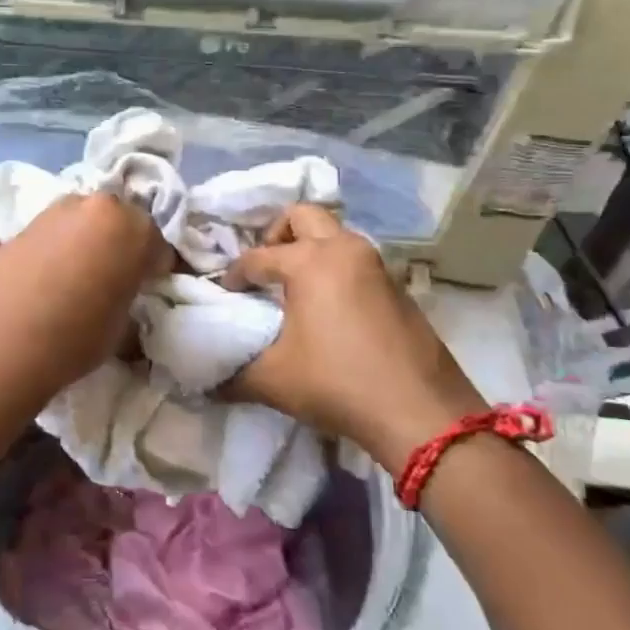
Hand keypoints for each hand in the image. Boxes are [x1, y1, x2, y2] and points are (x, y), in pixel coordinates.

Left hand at [0, 192, 170, 396]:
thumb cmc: (74, 337)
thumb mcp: (121, 325)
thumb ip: (128, 296)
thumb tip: (122, 295)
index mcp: (132, 227)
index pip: (159, 245)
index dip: (157, 269)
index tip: (150, 289)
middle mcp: (96, 206)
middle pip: (121, 222)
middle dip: (123, 246)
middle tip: (118, 279)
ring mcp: (55, 211)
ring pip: (85, 222)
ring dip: (89, 242)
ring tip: (80, 279)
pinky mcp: (22, 225)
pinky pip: (55, 233)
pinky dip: (59, 248)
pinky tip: (50, 279)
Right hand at [220, 204, 483, 474]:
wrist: (421, 413)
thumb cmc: (338, 384)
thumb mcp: (273, 381)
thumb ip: (233, 374)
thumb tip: (208, 382)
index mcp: (310, 262)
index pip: (258, 257)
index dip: (235, 275)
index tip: (225, 296)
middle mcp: (345, 250)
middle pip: (302, 216)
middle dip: (276, 235)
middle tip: (265, 270)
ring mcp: (378, 266)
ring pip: (336, 236)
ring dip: (311, 250)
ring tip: (294, 289)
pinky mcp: (398, 288)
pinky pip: (357, 262)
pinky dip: (337, 270)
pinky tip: (330, 310)